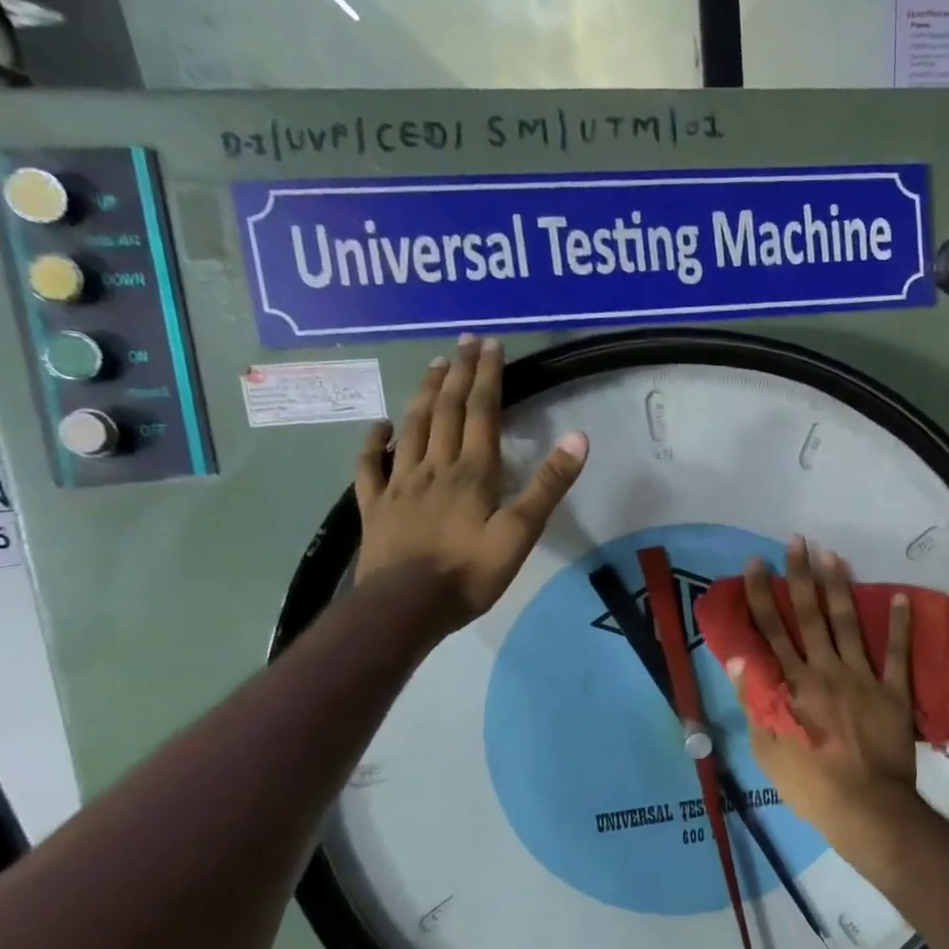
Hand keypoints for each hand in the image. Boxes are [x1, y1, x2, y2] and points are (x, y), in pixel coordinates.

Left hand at [353, 336, 587, 634]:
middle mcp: (434, 466)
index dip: (488, 377)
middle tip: (464, 341)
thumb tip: (577, 438)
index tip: (491, 345)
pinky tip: (379, 426)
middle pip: (446, 410)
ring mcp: (400, 484)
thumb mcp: (521, 532)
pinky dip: (374, 441)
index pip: (481, 412)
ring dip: (423, 394)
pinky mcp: (376, 505)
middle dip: (458, 373)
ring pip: (411, 428)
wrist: (406, 607)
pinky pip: (370, 465)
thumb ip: (547, 485)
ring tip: (433, 367)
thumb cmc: (470, 573)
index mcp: (472, 472)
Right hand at [728, 538, 917, 847]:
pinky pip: (897, 654)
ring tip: (833, 555)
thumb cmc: (809, 783)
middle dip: (800, 576)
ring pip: (848, 624)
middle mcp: (824, 670)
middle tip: (797, 542)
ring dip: (840, 588)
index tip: (756, 563)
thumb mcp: (767, 748)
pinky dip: (900, 626)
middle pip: (809, 615)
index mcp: (792, 684)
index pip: (770, 630)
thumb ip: (754, 700)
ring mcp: (862, 678)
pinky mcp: (892, 692)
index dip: (761, 595)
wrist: (865, 808)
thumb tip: (738, 658)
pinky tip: (900, 597)